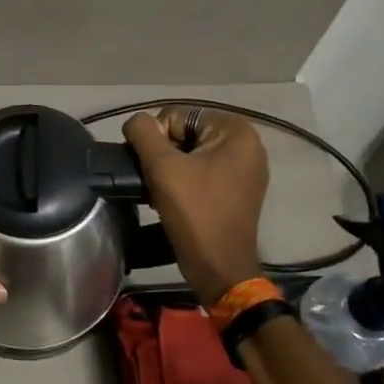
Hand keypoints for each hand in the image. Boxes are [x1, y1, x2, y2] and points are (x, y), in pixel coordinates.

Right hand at [123, 107, 267, 304]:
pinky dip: (184, 181)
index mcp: (236, 131)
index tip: (155, 170)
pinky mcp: (238, 189)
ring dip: (170, 170)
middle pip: (185, 133)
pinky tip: (174, 201)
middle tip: (156, 183)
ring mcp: (245, 168)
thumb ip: (143, 133)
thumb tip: (136, 122)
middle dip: (164, 155)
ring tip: (162, 193)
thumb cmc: (194, 213)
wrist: (219, 267)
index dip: (157, 140)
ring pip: (190, 154)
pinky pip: (202, 171)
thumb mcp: (162, 167)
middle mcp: (247, 143)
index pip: (177, 115)